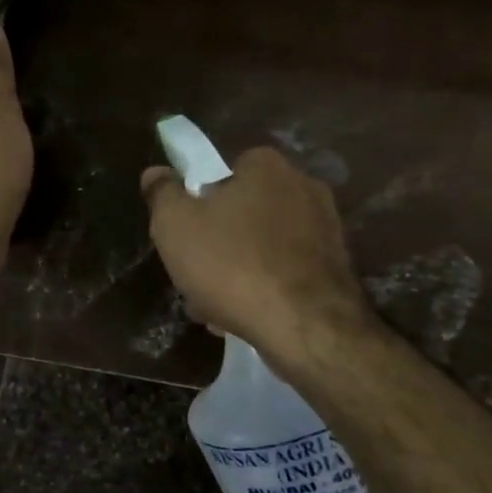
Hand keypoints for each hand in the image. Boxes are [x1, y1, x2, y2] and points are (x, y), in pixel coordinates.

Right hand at [140, 146, 371, 360]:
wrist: (304, 326)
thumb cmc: (232, 265)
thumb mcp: (175, 226)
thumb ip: (162, 194)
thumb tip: (155, 173)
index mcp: (266, 167)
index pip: (225, 173)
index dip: (201, 204)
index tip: (186, 237)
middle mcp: (304, 187)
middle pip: (245, 212)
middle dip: (220, 244)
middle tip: (197, 277)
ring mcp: (327, 229)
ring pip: (265, 247)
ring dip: (240, 271)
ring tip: (218, 309)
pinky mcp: (337, 268)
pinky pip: (288, 272)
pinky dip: (268, 288)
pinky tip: (249, 318)